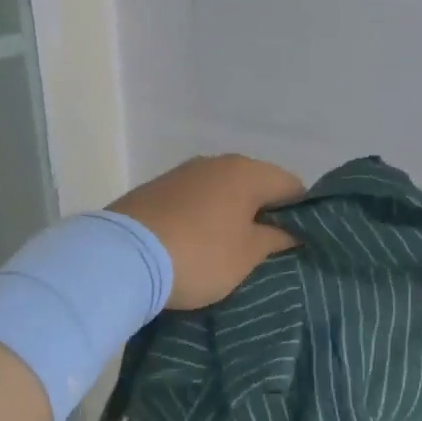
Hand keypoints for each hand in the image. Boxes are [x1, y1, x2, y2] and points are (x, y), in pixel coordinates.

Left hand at [109, 154, 302, 309]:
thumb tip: (293, 231)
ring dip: (230, 216)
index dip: (300, 215)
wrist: (121, 258)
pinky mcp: (154, 189)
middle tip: (264, 252)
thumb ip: (277, 239)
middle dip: (263, 215)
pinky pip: (193, 201)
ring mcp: (181, 173)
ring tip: (228, 251)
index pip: (292, 186)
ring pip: (222, 192)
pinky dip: (202, 217)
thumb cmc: (200, 255)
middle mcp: (216, 162)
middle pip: (255, 186)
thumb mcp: (248, 255)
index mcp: (247, 171)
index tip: (295, 244)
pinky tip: (195, 244)